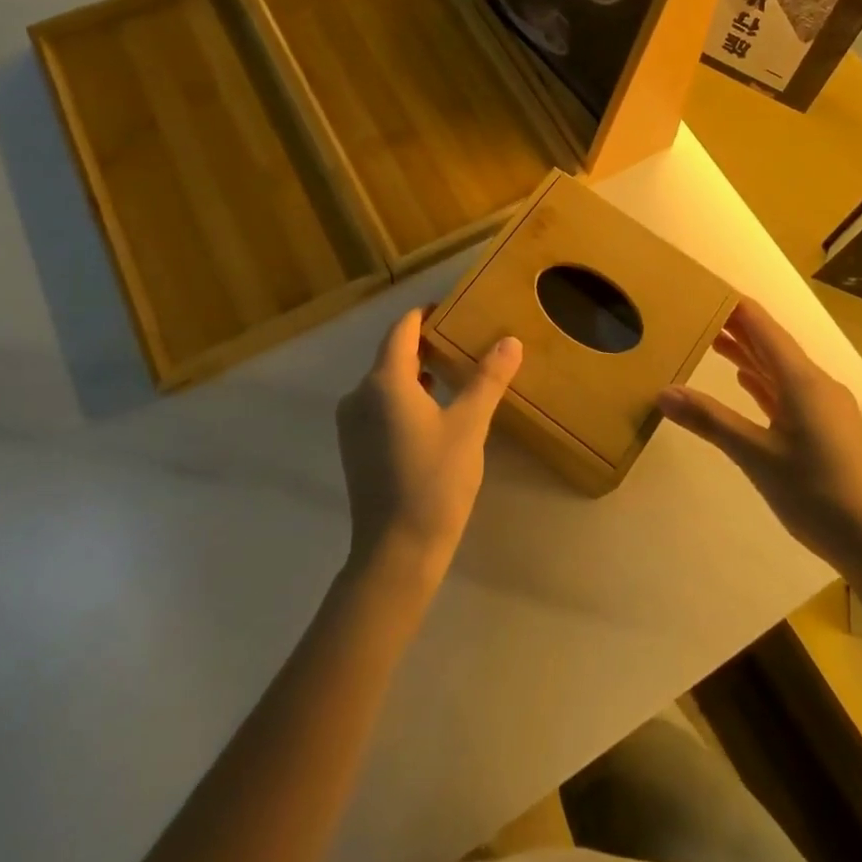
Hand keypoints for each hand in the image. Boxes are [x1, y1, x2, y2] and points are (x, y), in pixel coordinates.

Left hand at [335, 308, 522, 587]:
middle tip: (462, 341)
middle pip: (392, 354)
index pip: (402, 329)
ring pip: (385, 382)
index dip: (425, 314)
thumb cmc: (435, 481)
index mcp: (384, 381)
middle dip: (425, 343)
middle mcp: (359, 395)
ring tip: (452, 373)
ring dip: (416, 372)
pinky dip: (404, 397)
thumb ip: (487, 379)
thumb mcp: (469, 426)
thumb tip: (510, 341)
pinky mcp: (354, 448)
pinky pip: (379, 405)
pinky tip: (432, 412)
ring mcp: (352, 423)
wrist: (396, 552)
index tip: (452, 309)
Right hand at [658, 298, 861, 562]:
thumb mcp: (755, 456)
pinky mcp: (826, 428)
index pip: (762, 325)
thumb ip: (709, 420)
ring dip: (748, 353)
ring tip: (711, 340)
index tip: (700, 289)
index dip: (732, 304)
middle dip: (735, 326)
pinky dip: (763, 382)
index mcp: (801, 380)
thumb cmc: (816, 493)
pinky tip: (745, 380)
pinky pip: (788, 391)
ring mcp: (823, 407)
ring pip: (779, 368)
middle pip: (770, 343)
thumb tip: (662, 392)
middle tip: (694, 311)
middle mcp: (815, 384)